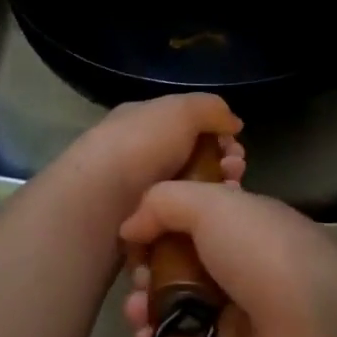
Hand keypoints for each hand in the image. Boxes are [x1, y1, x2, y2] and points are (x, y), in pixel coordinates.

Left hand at [51, 94, 245, 210]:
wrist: (99, 201)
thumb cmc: (141, 146)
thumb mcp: (181, 110)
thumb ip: (211, 109)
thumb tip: (233, 123)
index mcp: (140, 121)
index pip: (186, 124)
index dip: (217, 135)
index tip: (237, 150)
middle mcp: (136, 153)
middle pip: (191, 159)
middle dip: (221, 166)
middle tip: (235, 175)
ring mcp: (135, 192)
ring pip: (186, 193)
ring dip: (211, 195)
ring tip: (226, 199)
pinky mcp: (137, 227)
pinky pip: (173, 223)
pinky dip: (192, 222)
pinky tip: (206, 224)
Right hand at [119, 183, 336, 336]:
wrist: (318, 328)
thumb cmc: (264, 252)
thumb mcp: (213, 205)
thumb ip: (163, 203)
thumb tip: (130, 227)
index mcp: (236, 221)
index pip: (186, 217)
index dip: (155, 223)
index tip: (133, 233)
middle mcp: (232, 262)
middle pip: (173, 263)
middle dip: (147, 268)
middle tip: (141, 276)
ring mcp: (229, 312)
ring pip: (172, 307)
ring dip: (145, 307)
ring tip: (136, 309)